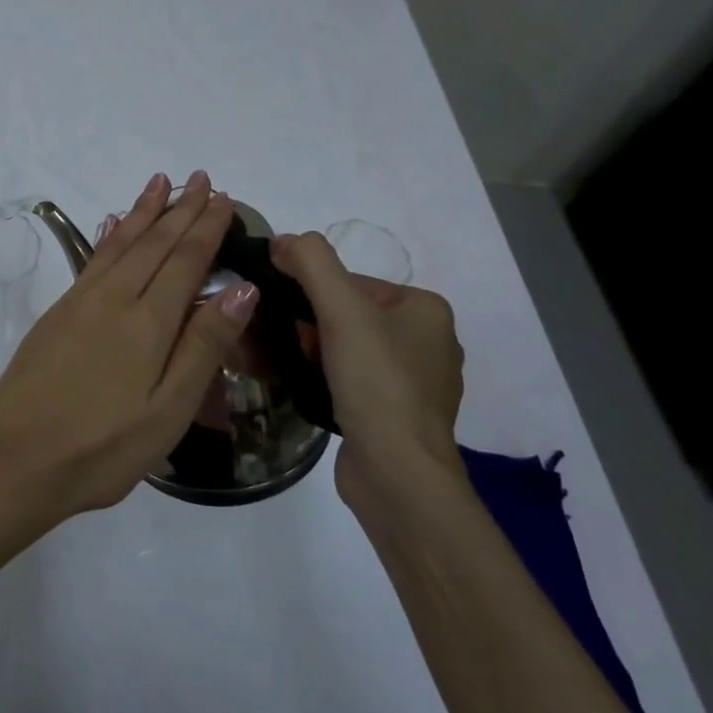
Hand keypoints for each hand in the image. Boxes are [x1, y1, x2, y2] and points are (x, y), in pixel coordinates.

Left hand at [0, 171, 258, 526]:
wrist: (18, 460)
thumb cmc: (103, 448)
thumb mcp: (168, 410)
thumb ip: (204, 346)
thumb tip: (242, 290)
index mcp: (149, 322)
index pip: (185, 260)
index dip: (205, 227)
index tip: (222, 197)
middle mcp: (114, 299)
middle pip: (154, 243)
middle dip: (179, 209)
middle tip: (198, 177)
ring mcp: (80, 303)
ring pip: (120, 244)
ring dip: (143, 212)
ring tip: (159, 182)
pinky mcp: (56, 314)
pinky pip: (91, 260)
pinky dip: (109, 236)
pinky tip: (114, 225)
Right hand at [269, 231, 465, 501]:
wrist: (396, 472)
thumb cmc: (375, 381)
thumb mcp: (341, 308)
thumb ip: (311, 262)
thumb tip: (283, 240)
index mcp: (427, 309)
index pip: (353, 282)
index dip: (314, 293)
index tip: (291, 316)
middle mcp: (430, 341)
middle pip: (350, 314)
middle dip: (313, 325)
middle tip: (292, 345)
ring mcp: (417, 382)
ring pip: (349, 349)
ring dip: (317, 352)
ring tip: (296, 367)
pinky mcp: (399, 415)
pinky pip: (355, 381)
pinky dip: (330, 380)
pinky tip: (314, 391)